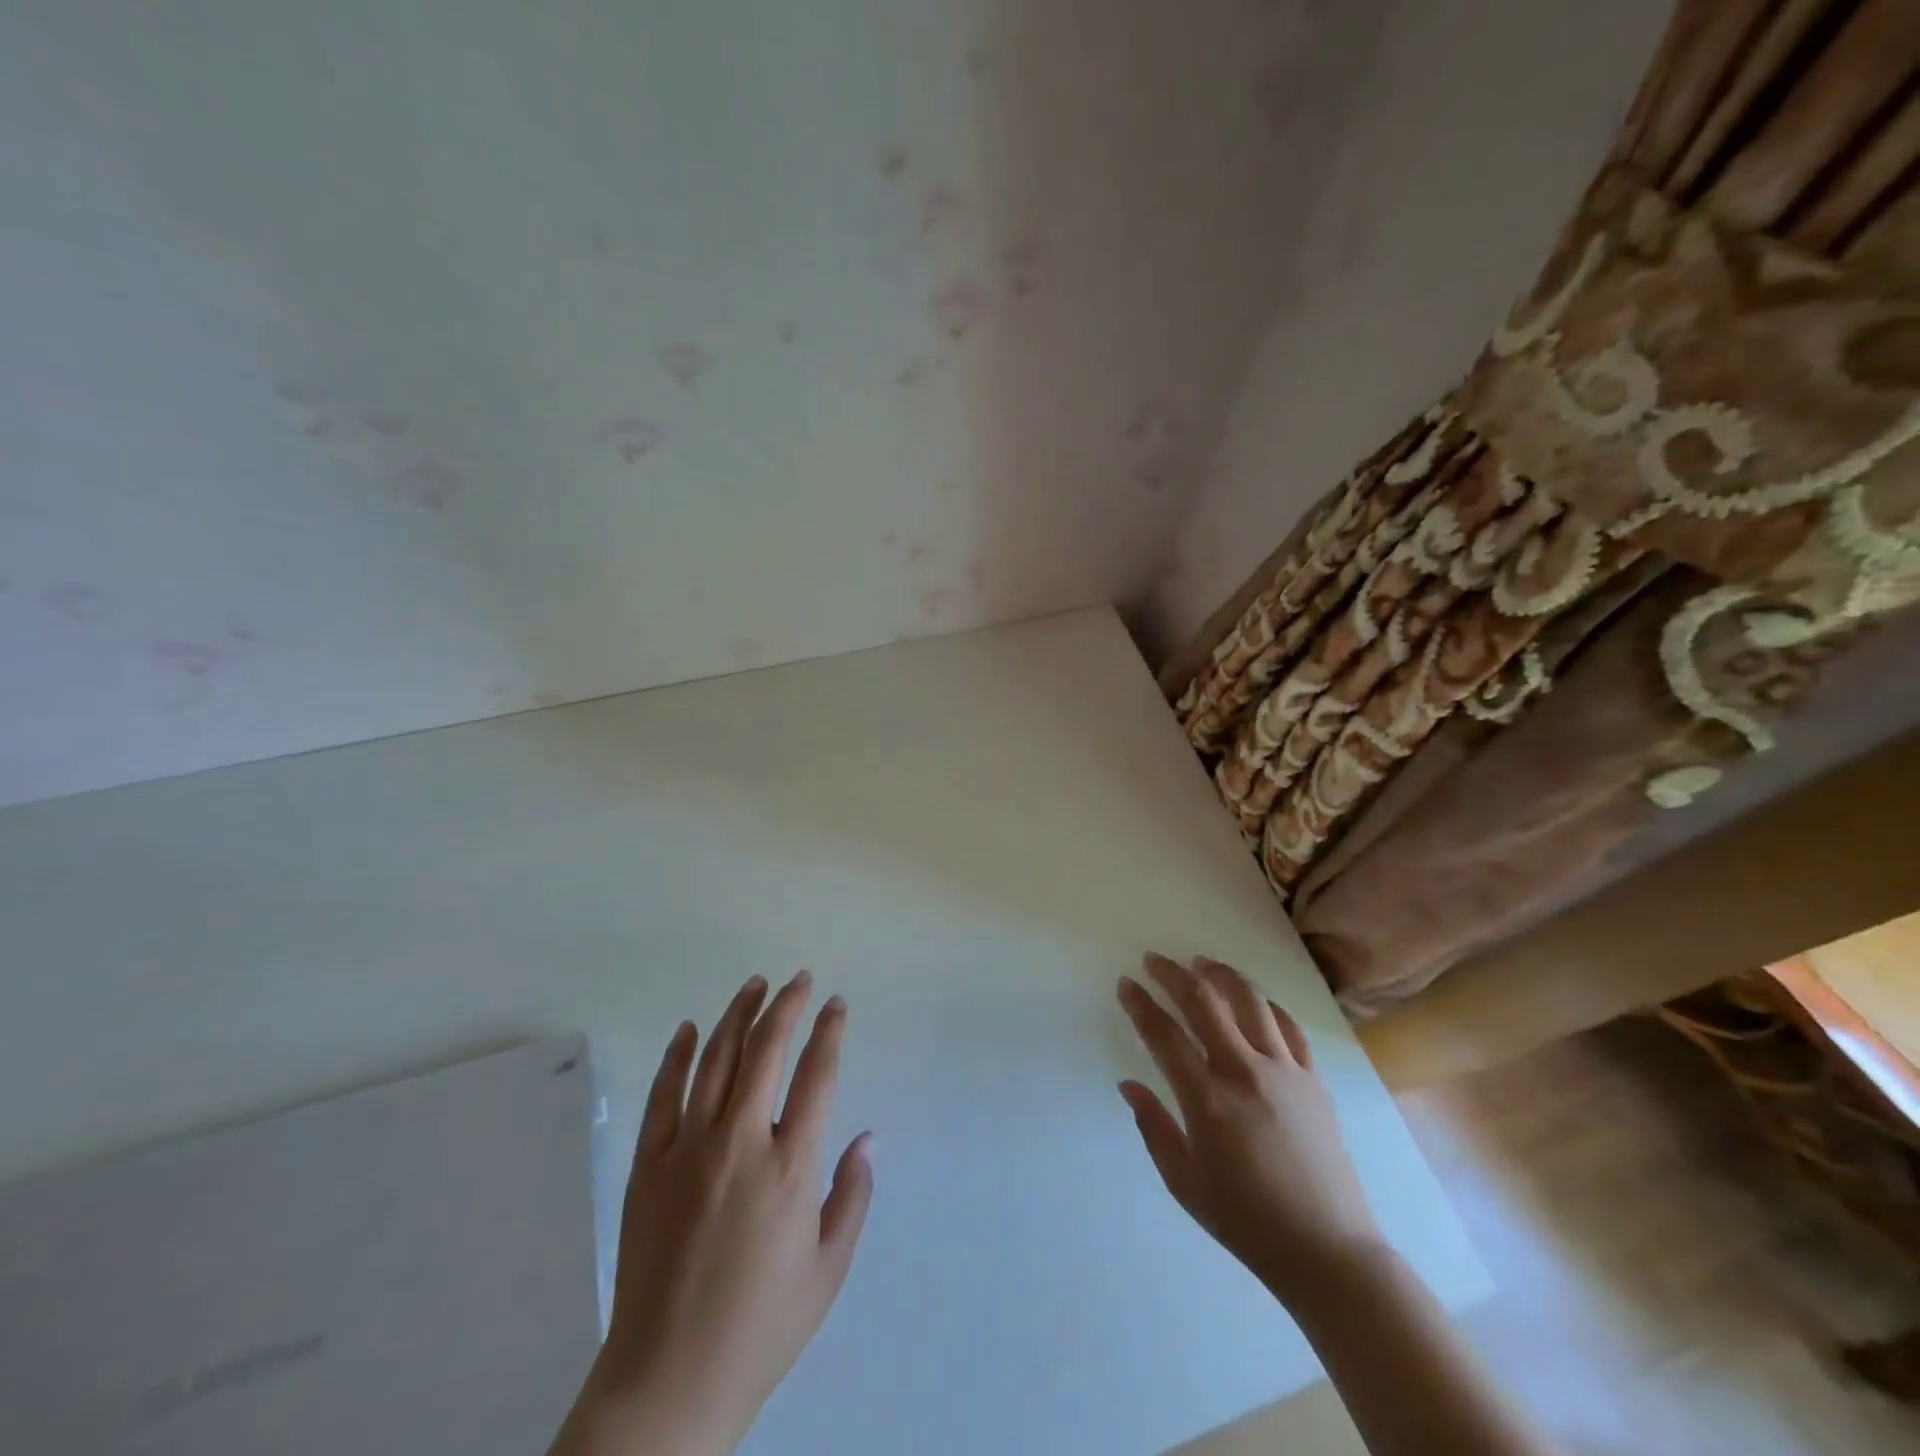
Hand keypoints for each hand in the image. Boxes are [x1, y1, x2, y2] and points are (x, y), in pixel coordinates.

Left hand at [552, 972, 873, 1455]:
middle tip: (799, 979)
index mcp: (790, 1165)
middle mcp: (740, 1141)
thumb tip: (867, 1136)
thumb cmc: (761, 1325)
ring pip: (715, 1059)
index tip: (836, 1003)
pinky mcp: (649, 1164)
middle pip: (765, 1049)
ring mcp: (688, 1148)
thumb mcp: (829, 1269)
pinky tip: (688, 1029)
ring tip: (754, 986)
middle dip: (786, 1005)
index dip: (829, 1030)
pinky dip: (676, 1055)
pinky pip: (663, 1094)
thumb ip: (853, 1194)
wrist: (668, 1380)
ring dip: (737, 1015)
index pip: (817, 1073)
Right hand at [1116, 953, 1384, 1309]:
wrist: (1326, 1250)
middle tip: (1153, 960)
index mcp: (1207, 1099)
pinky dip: (1265, 1005)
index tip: (1126, 984)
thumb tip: (1128, 1084)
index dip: (1140, 1004)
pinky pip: (1288, 1026)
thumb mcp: (1183, 1181)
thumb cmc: (1245, 1220)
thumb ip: (1152, 1126)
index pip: (1163, 1034)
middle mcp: (1244, 1072)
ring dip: (1220, 974)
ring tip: (1201, 962)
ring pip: (1249, 1001)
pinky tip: (1252, 1001)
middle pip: (1203, 1002)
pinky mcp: (1313, 1079)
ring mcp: (1284, 1071)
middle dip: (1173, 974)